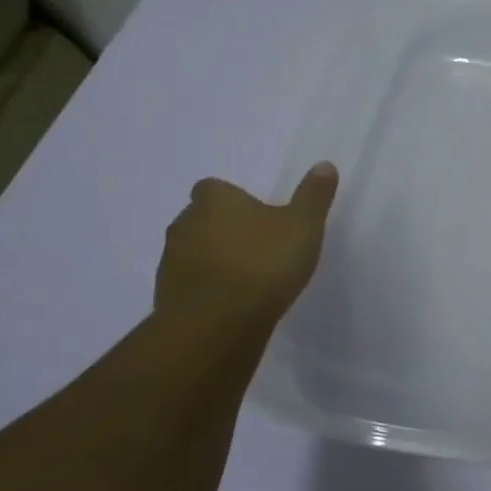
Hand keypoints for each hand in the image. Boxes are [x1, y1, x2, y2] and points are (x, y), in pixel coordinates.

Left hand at [155, 163, 337, 328]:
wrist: (216, 325)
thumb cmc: (262, 263)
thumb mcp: (303, 225)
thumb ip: (313, 195)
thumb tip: (324, 165)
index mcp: (214, 200)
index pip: (214, 188)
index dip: (233, 200)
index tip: (256, 215)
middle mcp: (184, 224)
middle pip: (201, 219)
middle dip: (223, 229)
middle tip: (256, 246)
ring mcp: (170, 262)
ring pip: (193, 253)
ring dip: (213, 261)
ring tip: (246, 279)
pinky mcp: (165, 298)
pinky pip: (188, 286)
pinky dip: (206, 291)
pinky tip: (231, 305)